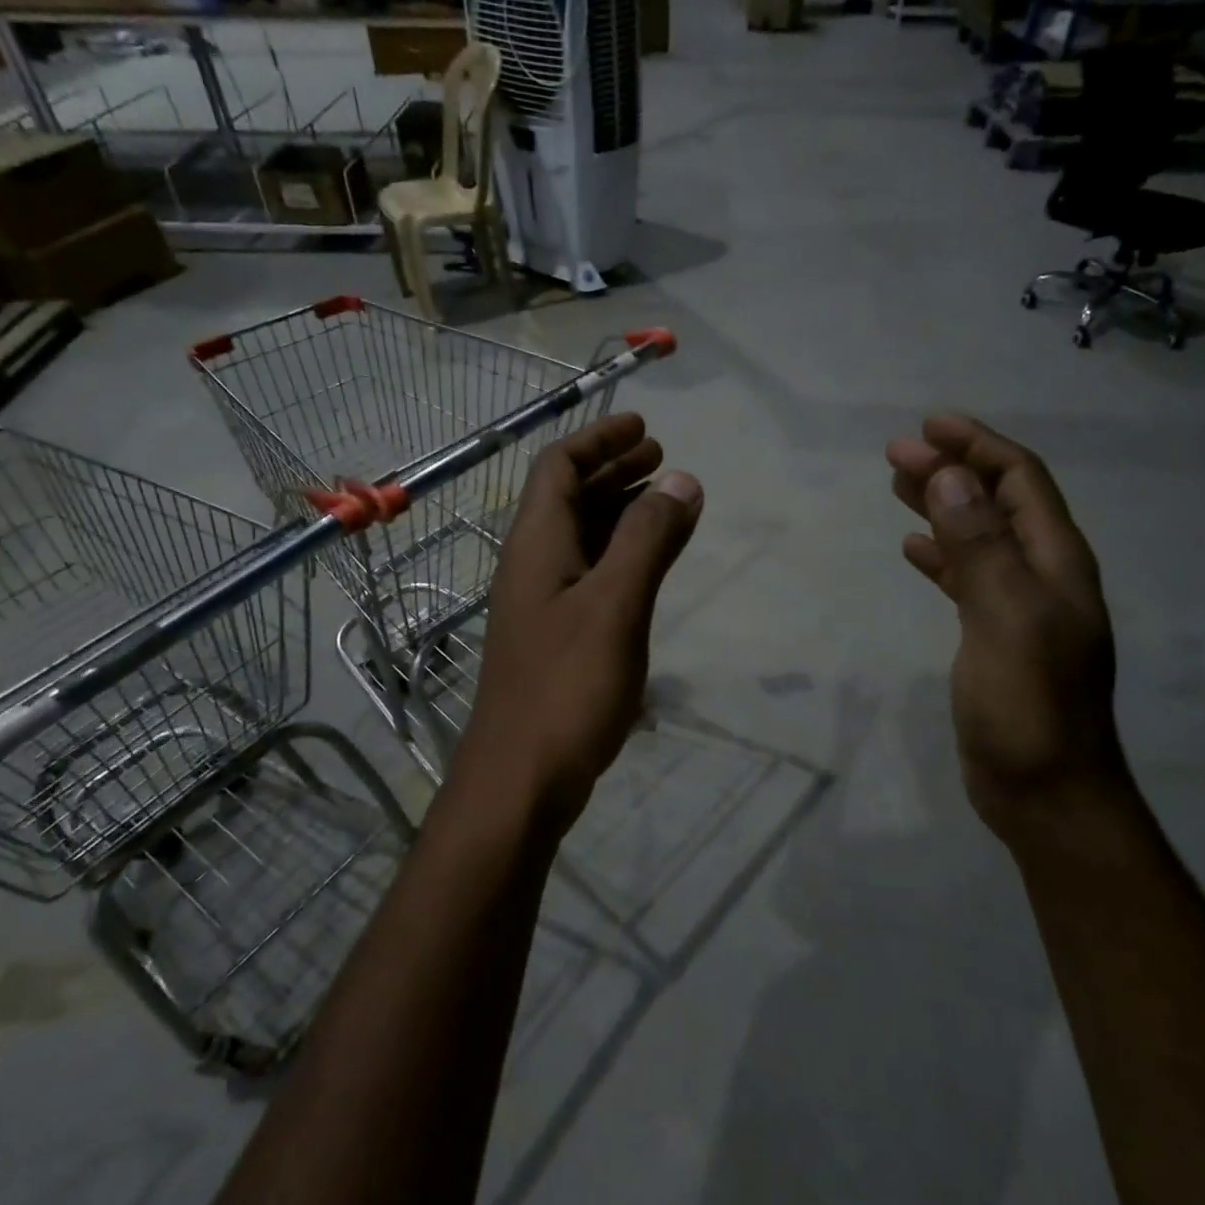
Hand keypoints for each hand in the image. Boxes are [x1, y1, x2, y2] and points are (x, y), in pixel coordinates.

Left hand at [455, 414, 702, 836]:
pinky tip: (647, 566)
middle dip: (612, 470)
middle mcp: (533, 565)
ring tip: (664, 501)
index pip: (559, 468)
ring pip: (581, 538)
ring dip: (619, 511)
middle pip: (568, 498)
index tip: (643, 427)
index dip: (599, 439)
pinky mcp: (556, 637)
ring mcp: (542, 604)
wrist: (521, 778)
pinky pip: (589, 575)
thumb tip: (682, 480)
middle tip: (660, 457)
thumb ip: (648, 540)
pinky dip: (620, 555)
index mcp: (537, 545)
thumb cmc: (567, 686)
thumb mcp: (615, 605)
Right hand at [887, 415, 1125, 837]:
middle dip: (952, 469)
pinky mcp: (995, 636)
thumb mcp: (1005, 617)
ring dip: (942, 506)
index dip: (978, 446)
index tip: (928, 425)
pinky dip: (941, 555)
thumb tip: (952, 476)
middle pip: (997, 502)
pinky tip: (913, 549)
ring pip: (979, 537)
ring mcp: (1019, 607)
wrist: (1046, 791)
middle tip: (897, 452)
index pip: (1020, 481)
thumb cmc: (1030, 705)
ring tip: (898, 486)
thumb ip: (980, 546)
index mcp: (1055, 561)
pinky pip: (967, 577)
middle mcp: (1042, 574)